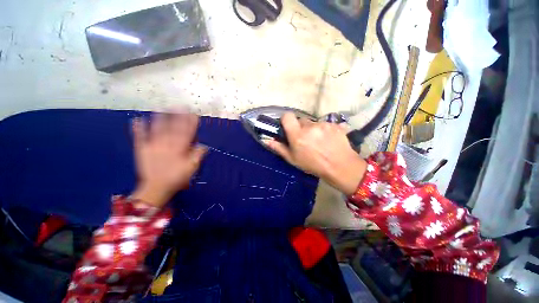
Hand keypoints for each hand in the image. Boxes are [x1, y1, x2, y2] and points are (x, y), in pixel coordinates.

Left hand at [130, 112, 206, 207]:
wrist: (156, 188)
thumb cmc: (177, 178)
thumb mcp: (191, 169)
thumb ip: (197, 156)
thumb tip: (203, 145)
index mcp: (179, 149)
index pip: (187, 133)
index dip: (191, 123)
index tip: (193, 114)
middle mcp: (167, 144)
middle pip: (173, 128)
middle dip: (178, 116)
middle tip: (180, 105)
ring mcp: (153, 146)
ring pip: (157, 129)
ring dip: (160, 118)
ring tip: (161, 107)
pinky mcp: (142, 150)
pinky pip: (140, 138)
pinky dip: (138, 129)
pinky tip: (137, 119)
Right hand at [264, 112, 366, 195]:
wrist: (340, 166)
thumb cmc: (313, 165)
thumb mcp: (293, 159)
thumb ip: (279, 148)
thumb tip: (267, 140)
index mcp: (297, 135)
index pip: (287, 116)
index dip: (286, 120)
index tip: (288, 127)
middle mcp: (309, 127)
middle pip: (301, 120)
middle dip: (301, 127)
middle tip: (305, 139)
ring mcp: (323, 125)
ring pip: (313, 122)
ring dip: (313, 129)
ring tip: (319, 141)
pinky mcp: (334, 124)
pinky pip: (324, 124)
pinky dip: (324, 130)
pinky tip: (328, 140)